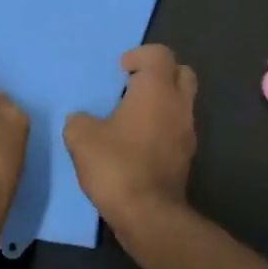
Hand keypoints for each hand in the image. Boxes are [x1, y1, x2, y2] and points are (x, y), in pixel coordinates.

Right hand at [63, 45, 196, 230]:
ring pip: (181, 101)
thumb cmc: (116, 165)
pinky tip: (137, 143)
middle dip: (158, 73)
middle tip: (132, 85)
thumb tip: (81, 120)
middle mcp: (178, 104)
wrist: (148, 214)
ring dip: (161, 101)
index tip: (119, 70)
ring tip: (130, 117)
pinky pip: (177, 127)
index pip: (159, 53)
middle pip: (181, 72)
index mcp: (156, 89)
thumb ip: (79, 120)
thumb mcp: (81, 138)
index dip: (138, 55)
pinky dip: (162, 126)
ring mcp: (188, 131)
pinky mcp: (186, 156)